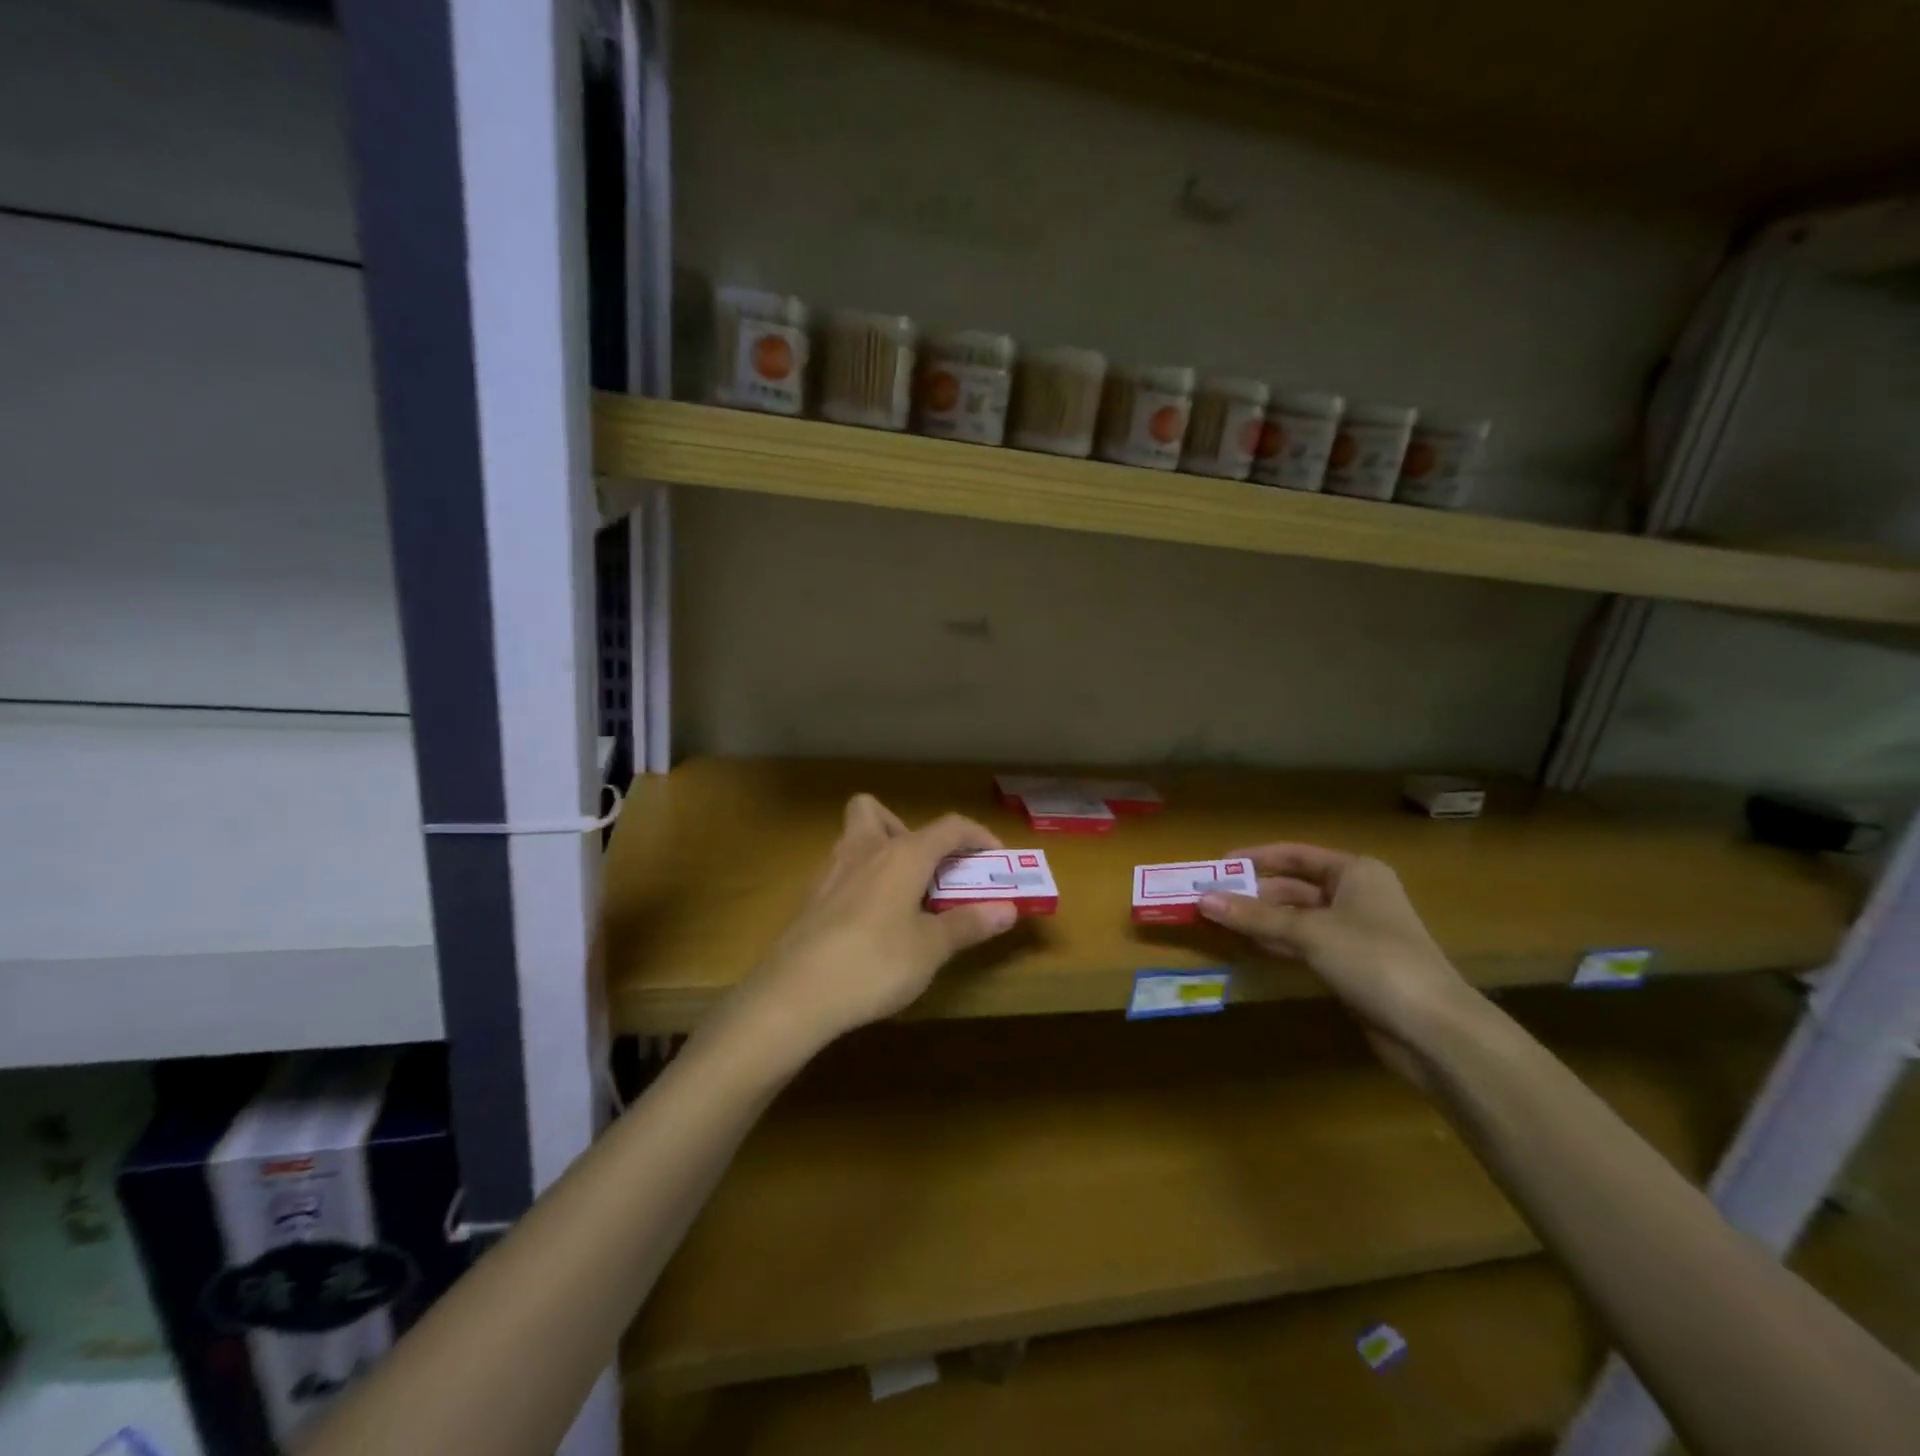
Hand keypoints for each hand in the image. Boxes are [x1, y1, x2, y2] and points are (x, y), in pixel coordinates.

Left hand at [731, 795, 1019, 1056]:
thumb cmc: (875, 963)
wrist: (796, 994)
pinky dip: (860, 883)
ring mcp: (831, 872)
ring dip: (880, 853)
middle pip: (876, 811)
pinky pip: (840, 873)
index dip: (977, 835)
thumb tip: (1007, 909)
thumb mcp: (931, 948)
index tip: (995, 856)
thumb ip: (968, 924)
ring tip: (902, 897)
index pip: (948, 826)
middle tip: (925, 869)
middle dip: (904, 829)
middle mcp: (864, 850)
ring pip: (853, 838)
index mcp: (902, 854)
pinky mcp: (811, 899)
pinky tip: (869, 923)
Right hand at [1198, 844, 1477, 1079]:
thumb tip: (1202, 899)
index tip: (1218, 864)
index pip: (1294, 855)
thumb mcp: (1308, 932)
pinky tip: (1248, 946)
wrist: (1432, 1028)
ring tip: (1219, 922)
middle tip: (1210, 900)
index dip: (1255, 858)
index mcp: (1355, 872)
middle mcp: (1356, 895)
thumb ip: (1253, 916)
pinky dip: (1277, 943)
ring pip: (1297, 917)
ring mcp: (1355, 932)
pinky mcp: (1352, 965)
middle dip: (1253, 894)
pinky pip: (1305, 944)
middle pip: (1293, 887)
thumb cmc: (1372, 959)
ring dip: (1261, 920)